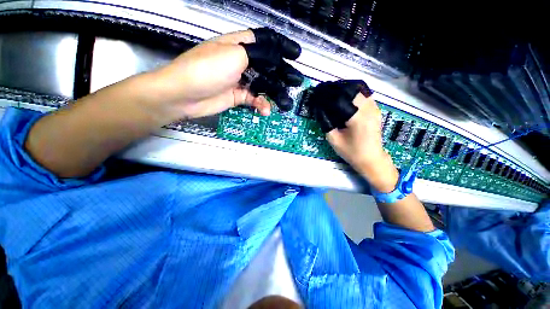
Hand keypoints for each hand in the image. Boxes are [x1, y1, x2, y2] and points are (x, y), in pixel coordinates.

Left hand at [149, 28, 302, 120]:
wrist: (185, 95)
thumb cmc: (208, 69)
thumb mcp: (235, 55)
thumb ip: (257, 55)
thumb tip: (273, 59)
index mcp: (240, 45)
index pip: (265, 42)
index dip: (282, 47)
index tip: (296, 55)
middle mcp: (241, 61)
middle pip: (267, 66)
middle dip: (282, 74)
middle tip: (296, 82)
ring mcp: (240, 80)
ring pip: (263, 85)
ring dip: (274, 94)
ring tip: (284, 103)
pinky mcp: (238, 96)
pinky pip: (254, 99)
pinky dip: (261, 104)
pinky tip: (265, 110)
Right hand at [326, 94, 398, 191]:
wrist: (372, 159)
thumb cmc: (352, 152)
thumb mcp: (334, 140)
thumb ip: (326, 124)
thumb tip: (320, 110)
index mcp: (358, 118)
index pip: (341, 98)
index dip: (328, 94)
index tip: (318, 93)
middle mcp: (369, 109)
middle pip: (352, 90)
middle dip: (337, 89)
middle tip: (325, 92)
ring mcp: (375, 109)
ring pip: (359, 91)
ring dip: (346, 90)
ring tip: (333, 94)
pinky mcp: (376, 111)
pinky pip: (364, 96)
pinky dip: (354, 95)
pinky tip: (345, 100)